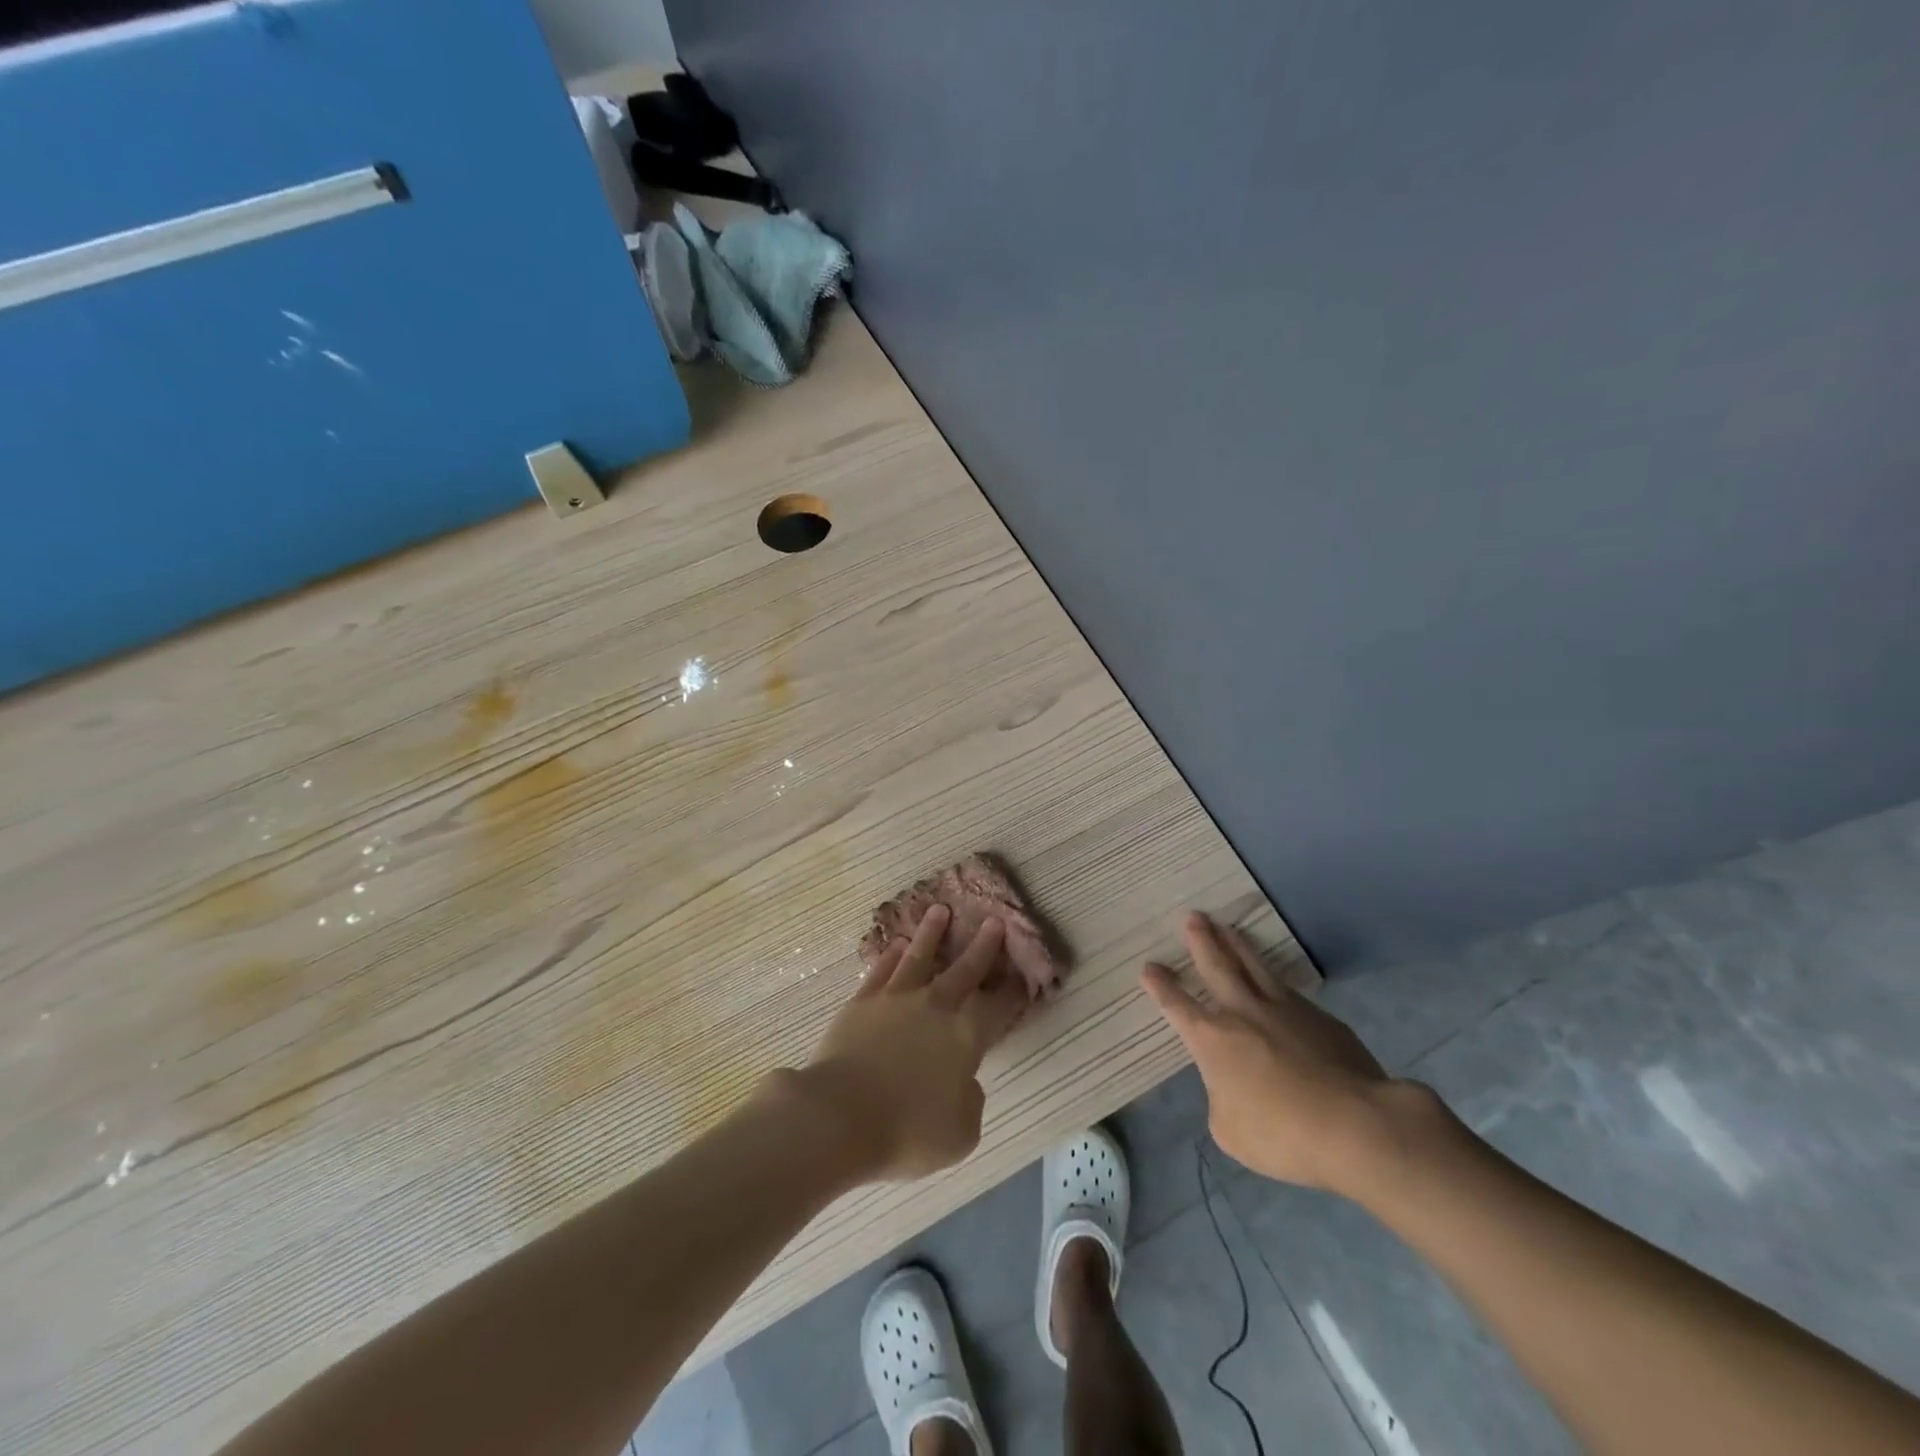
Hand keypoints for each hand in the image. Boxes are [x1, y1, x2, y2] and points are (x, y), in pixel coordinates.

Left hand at [795, 904, 1029, 1181]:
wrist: (840, 1116)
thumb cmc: (907, 1131)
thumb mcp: (961, 1134)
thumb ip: (971, 1101)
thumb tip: (966, 1081)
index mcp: (965, 1036)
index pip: (997, 1008)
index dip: (1012, 992)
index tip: (1022, 975)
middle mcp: (934, 1007)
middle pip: (963, 970)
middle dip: (982, 946)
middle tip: (993, 921)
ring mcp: (895, 1000)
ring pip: (919, 957)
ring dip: (931, 934)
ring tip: (939, 911)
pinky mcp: (861, 1003)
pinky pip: (881, 971)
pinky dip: (891, 956)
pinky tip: (897, 945)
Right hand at [1142, 912, 1433, 1198]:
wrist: (1355, 1125)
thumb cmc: (1282, 1134)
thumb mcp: (1231, 1130)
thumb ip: (1223, 1098)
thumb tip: (1233, 1085)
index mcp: (1212, 1040)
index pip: (1177, 1006)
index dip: (1161, 986)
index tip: (1149, 967)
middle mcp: (1243, 1013)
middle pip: (1217, 967)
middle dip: (1202, 941)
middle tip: (1193, 917)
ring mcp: (1285, 1010)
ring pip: (1255, 967)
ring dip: (1237, 945)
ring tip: (1227, 926)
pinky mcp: (1322, 1019)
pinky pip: (1291, 993)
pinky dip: (1276, 982)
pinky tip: (1277, 982)